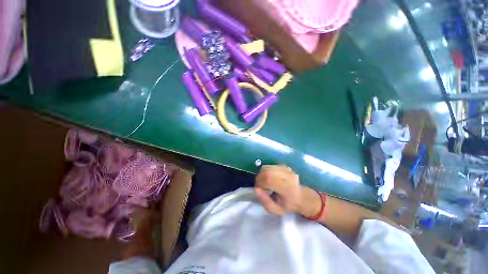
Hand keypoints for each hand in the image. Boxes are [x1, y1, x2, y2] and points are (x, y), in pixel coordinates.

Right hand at [254, 165, 301, 214]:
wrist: (301, 196)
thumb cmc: (288, 205)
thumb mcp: (276, 210)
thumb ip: (265, 201)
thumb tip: (256, 189)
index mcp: (286, 187)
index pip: (268, 178)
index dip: (259, 183)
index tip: (259, 190)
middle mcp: (286, 175)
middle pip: (266, 171)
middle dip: (259, 178)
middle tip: (260, 186)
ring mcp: (285, 168)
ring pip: (266, 167)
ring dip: (261, 174)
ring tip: (264, 182)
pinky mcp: (283, 165)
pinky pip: (269, 166)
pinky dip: (265, 171)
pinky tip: (269, 178)